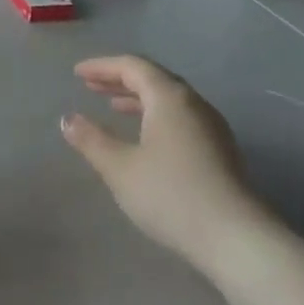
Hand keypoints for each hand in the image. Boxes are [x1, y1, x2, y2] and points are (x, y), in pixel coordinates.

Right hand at [61, 56, 267, 273]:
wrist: (235, 238)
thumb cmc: (170, 194)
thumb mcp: (119, 167)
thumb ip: (91, 139)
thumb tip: (68, 119)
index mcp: (170, 98)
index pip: (133, 66)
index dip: (102, 66)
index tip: (77, 73)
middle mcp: (194, 104)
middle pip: (154, 79)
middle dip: (120, 80)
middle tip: (91, 86)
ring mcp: (212, 128)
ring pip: (170, 100)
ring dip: (139, 99)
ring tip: (114, 107)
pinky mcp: (220, 151)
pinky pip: (181, 119)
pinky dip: (155, 116)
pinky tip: (145, 138)